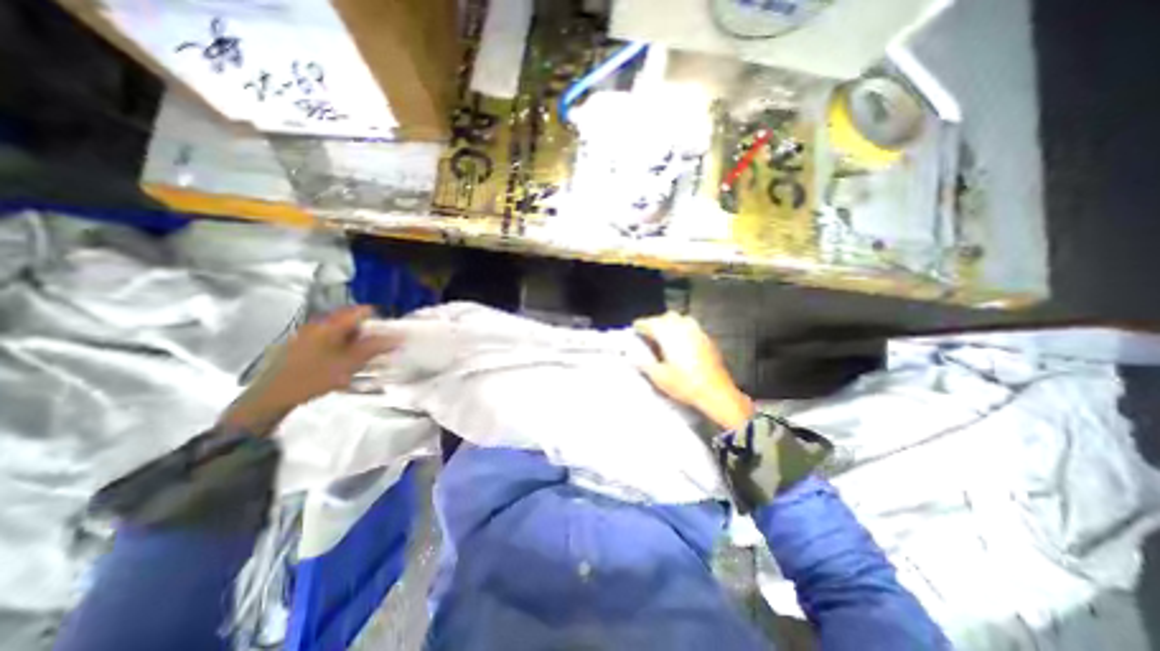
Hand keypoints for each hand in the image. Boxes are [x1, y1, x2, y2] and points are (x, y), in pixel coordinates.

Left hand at [219, 306, 396, 436]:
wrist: (272, 396)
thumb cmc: (314, 376)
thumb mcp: (350, 363)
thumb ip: (376, 347)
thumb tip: (399, 336)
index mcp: (331, 324)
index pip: (363, 311)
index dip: (380, 320)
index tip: (390, 333)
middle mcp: (319, 323)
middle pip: (352, 319)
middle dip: (369, 331)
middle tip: (380, 347)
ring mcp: (308, 333)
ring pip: (341, 330)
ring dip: (356, 339)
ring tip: (364, 356)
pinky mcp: (302, 344)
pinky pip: (330, 338)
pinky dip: (343, 345)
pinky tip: (344, 361)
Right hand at [630, 309, 758, 432]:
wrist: (715, 392)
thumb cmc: (685, 384)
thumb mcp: (658, 377)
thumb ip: (643, 364)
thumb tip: (633, 358)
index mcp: (667, 333)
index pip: (649, 322)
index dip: (640, 326)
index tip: (635, 329)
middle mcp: (683, 327)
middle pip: (665, 317)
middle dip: (655, 323)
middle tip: (649, 334)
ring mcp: (697, 331)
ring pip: (680, 319)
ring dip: (670, 324)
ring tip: (665, 337)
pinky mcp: (707, 339)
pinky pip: (692, 328)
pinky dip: (683, 331)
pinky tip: (682, 344)